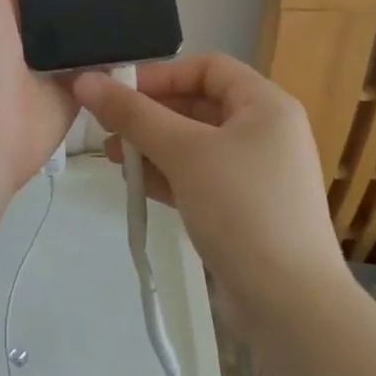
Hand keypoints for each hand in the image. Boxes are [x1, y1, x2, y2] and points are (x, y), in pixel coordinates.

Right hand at [74, 53, 344, 309]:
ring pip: (194, 143)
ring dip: (152, 144)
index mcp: (265, 105)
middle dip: (150, 112)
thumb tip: (85, 80)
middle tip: (105, 124)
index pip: (207, 67)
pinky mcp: (243, 209)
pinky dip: (167, 174)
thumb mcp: (184, 152)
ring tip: (111, 154)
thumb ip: (133, 114)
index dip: (162, 74)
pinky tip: (134, 181)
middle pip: (198, 104)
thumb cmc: (242, 208)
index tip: (119, 90)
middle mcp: (265, 132)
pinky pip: (198, 176)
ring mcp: (255, 173)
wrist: (291, 308)